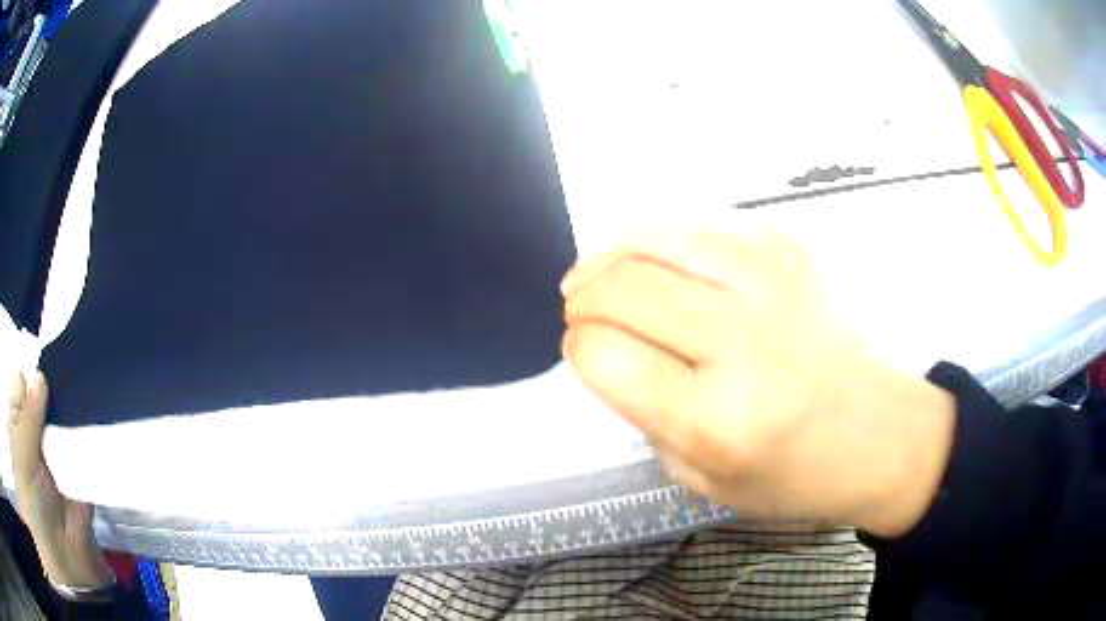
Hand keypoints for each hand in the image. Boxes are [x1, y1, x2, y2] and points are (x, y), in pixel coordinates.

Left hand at [8, 372, 112, 588]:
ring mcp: (55, 464)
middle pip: (41, 405)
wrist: (69, 571)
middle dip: (51, 388)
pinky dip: (87, 439)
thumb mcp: (21, 460)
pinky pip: (81, 454)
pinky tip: (95, 417)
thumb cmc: (34, 510)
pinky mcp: (78, 481)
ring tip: (85, 384)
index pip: (20, 391)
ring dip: (69, 411)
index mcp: (17, 434)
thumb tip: (39, 374)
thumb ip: (25, 418)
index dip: (29, 375)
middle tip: (67, 364)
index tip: (44, 359)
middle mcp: (32, 444)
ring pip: (61, 426)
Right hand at [561, 230, 955, 536]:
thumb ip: (643, 414)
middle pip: (622, 288)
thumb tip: (607, 346)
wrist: (874, 431)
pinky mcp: (788, 251)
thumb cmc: (789, 472)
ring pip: (652, 239)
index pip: (603, 355)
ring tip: (600, 276)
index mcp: (715, 419)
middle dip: (583, 298)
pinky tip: (651, 259)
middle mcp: (744, 342)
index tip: (583, 351)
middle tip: (580, 310)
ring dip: (609, 256)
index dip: (578, 348)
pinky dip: (657, 238)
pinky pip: (696, 224)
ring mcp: (771, 282)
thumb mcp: (699, 479)